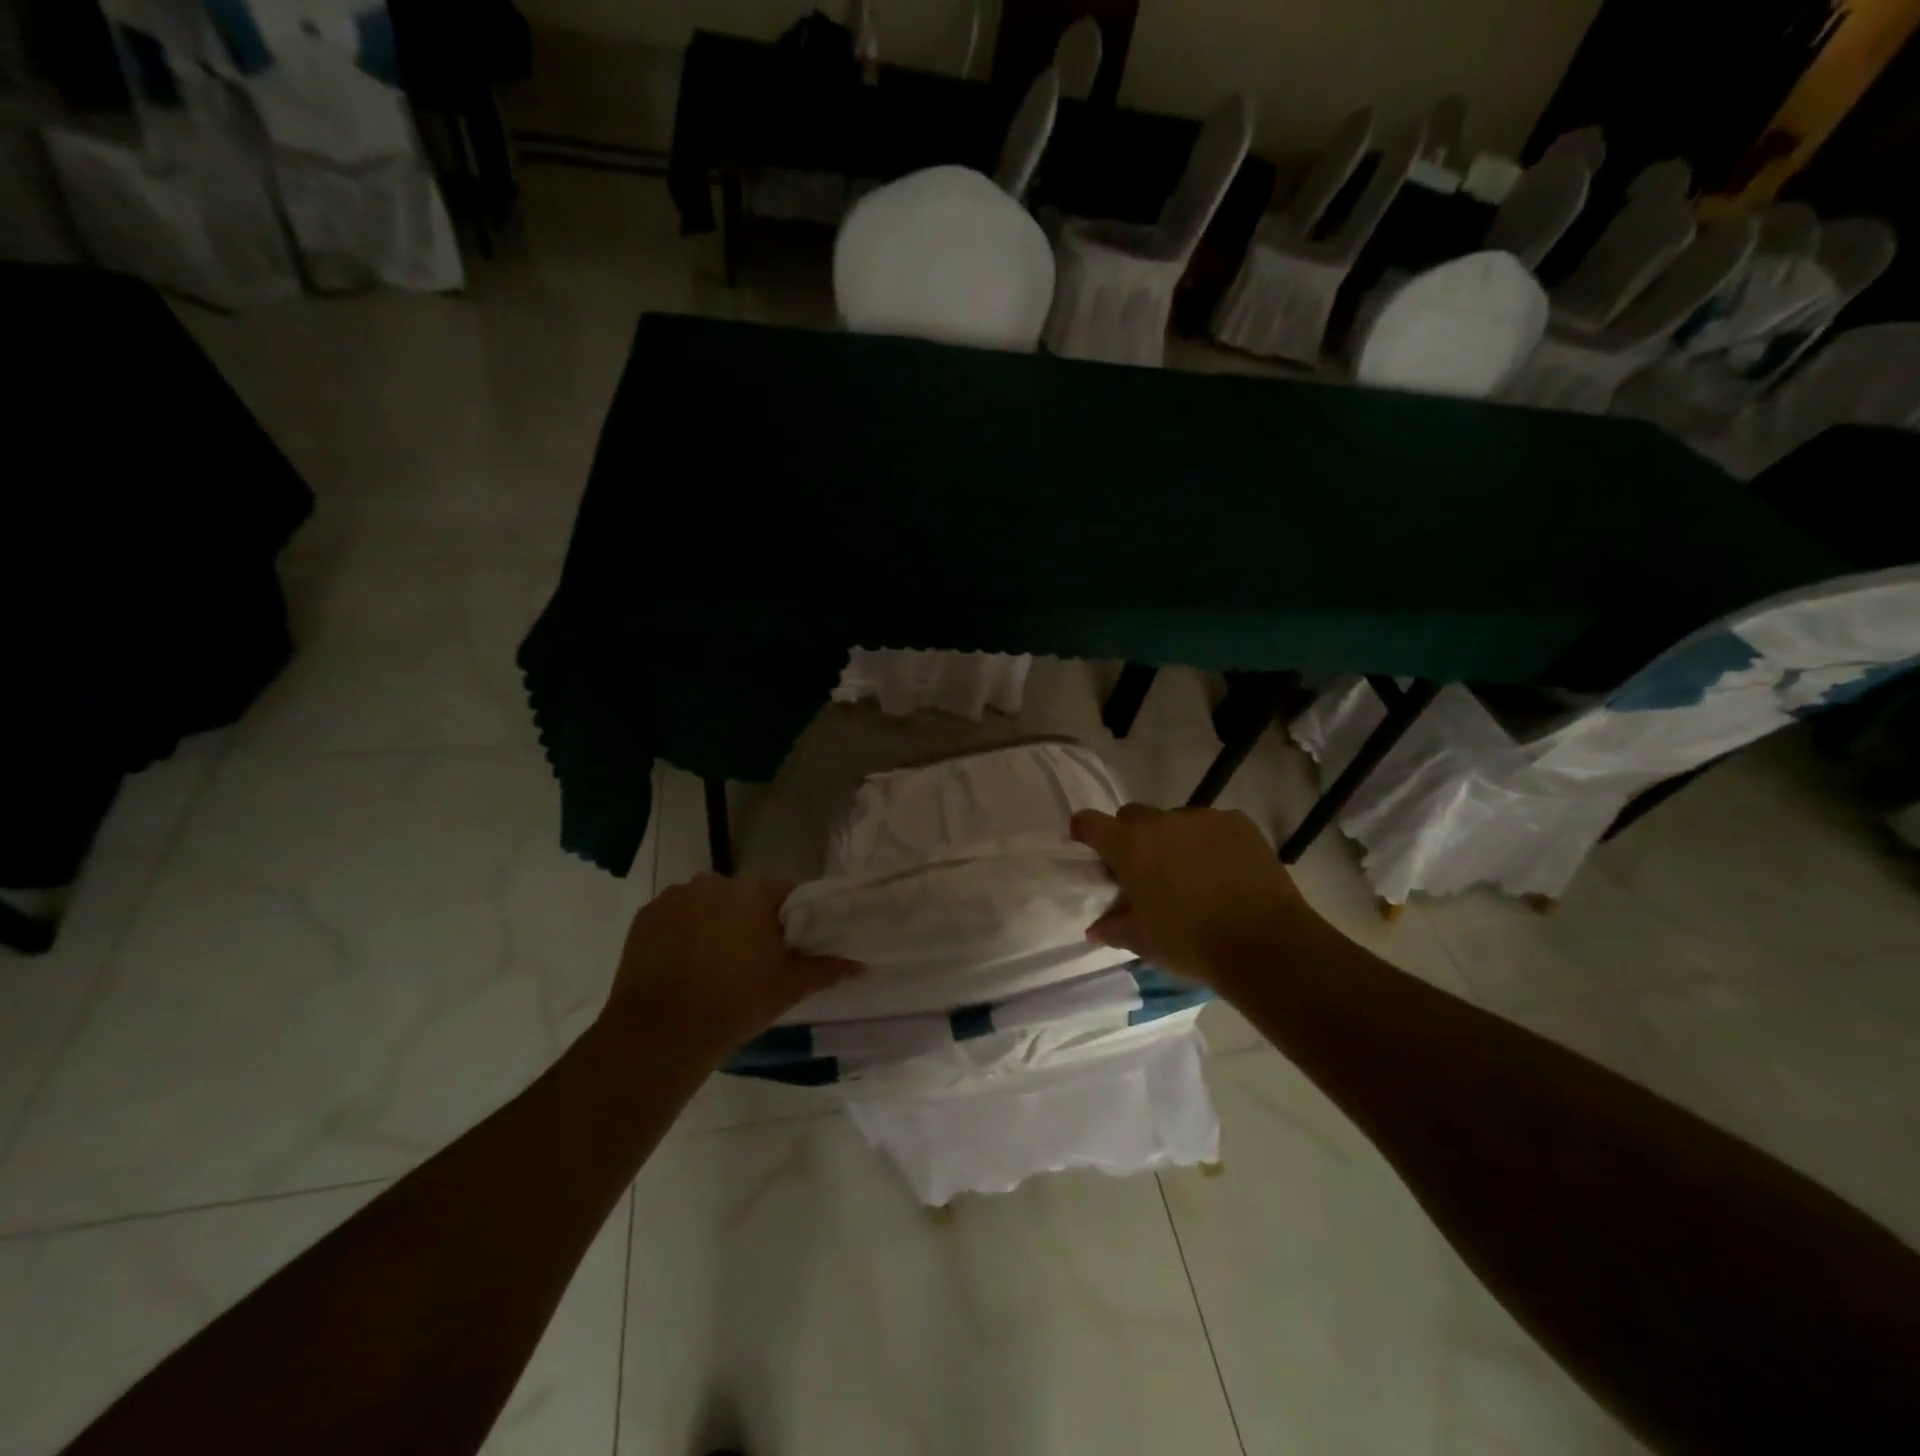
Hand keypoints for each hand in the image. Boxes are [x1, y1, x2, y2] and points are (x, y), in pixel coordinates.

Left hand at [601, 874, 861, 1060]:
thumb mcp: (789, 987)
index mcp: (753, 892)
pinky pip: (675, 918)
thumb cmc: (734, 1003)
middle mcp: (713, 883)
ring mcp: (674, 898)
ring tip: (715, 967)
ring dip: (715, 925)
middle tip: (755, 962)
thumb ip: (826, 968)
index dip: (792, 919)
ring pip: (708, 906)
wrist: (659, 1033)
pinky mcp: (644, 917)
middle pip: (744, 898)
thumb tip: (861, 963)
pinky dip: (683, 935)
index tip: (791, 947)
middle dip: (751, 922)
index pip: (786, 894)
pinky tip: (685, 968)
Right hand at [1070, 804, 1325, 989]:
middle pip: (1133, 816)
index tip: (1088, 848)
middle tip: (1146, 870)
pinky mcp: (1238, 822)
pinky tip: (1225, 872)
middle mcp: (1161, 821)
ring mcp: (1202, 818)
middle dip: (1132, 837)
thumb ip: (1113, 928)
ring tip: (1193, 875)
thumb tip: (1095, 928)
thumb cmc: (1190, 943)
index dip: (1084, 832)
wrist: (1264, 943)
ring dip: (1174, 841)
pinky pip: (1212, 826)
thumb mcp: (1143, 941)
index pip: (1089, 822)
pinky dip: (1210, 843)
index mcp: (1129, 846)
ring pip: (1175, 822)